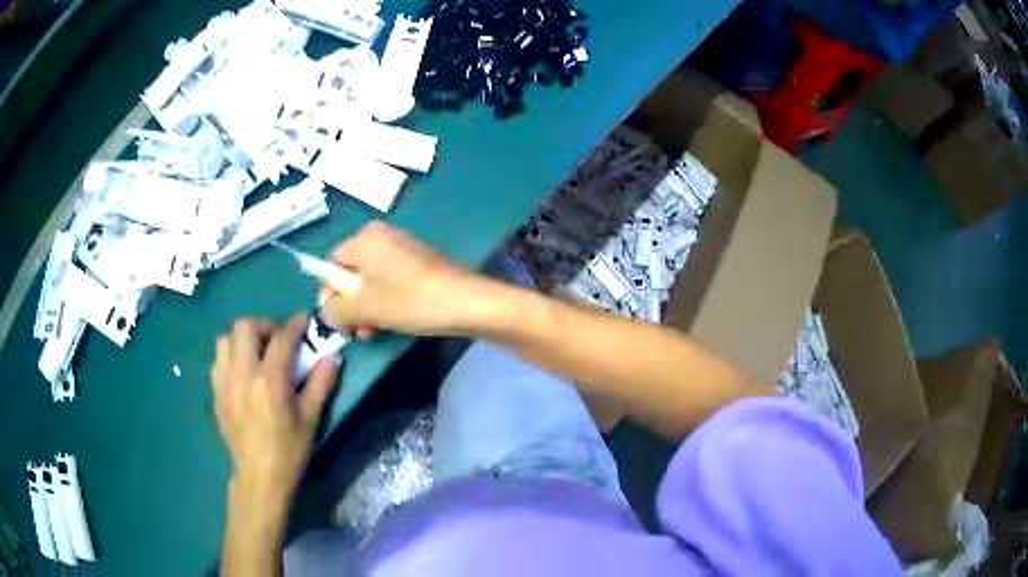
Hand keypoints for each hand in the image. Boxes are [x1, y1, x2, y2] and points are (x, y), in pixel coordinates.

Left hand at [211, 316, 338, 508]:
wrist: (259, 477)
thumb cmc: (289, 450)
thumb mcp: (310, 419)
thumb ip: (321, 384)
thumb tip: (332, 357)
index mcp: (269, 381)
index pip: (281, 339)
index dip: (294, 326)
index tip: (303, 322)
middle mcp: (242, 374)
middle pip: (244, 327)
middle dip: (264, 326)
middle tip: (277, 341)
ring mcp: (224, 383)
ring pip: (225, 340)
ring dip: (243, 340)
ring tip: (257, 355)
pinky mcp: (216, 393)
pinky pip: (218, 361)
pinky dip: (231, 357)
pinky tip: (244, 373)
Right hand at [321, 222, 478, 335]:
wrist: (464, 302)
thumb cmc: (408, 300)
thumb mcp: (363, 308)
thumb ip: (335, 309)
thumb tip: (326, 311)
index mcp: (364, 238)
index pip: (331, 263)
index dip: (329, 293)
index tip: (336, 319)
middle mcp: (382, 236)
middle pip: (351, 273)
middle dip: (350, 305)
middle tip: (355, 331)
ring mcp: (403, 249)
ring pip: (371, 282)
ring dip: (367, 309)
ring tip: (372, 333)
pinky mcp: (419, 263)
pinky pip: (390, 282)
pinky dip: (385, 302)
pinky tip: (390, 324)